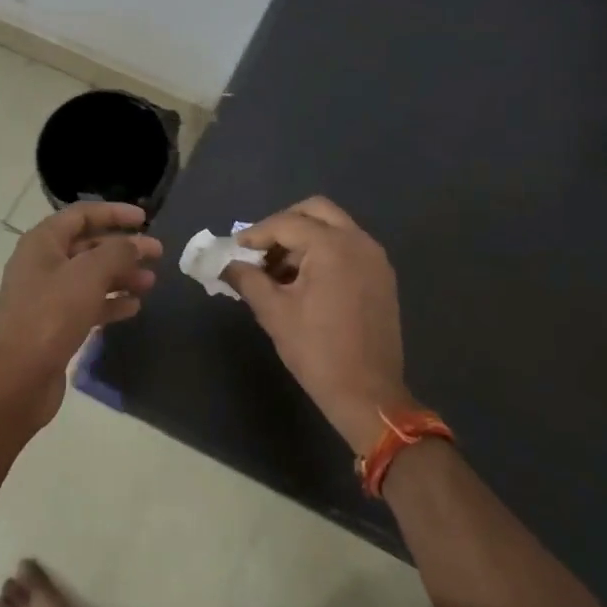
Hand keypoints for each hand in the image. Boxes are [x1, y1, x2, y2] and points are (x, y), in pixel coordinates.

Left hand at [0, 202, 161, 436]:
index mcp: (42, 243)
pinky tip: (133, 307)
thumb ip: (117, 252)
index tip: (144, 219)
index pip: (82, 215)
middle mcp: (42, 264)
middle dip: (123, 248)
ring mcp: (46, 296)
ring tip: (150, 282)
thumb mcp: (89, 275)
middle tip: (157, 253)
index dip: (114, 213)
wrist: (18, 379)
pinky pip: (87, 304)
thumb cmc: (51, 315)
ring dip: (120, 276)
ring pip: (90, 276)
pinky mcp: (53, 324)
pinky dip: (110, 302)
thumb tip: (135, 244)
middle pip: (88, 246)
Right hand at [225, 196, 413, 452]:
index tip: (235, 249)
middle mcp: (358, 242)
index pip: (286, 223)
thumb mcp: (274, 313)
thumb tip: (225, 265)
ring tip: (277, 271)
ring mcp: (375, 258)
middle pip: (316, 211)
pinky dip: (324, 252)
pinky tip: (304, 281)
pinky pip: (348, 247)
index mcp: (333, 246)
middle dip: (284, 224)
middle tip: (260, 249)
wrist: (369, 395)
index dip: (256, 234)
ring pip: (334, 228)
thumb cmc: (317, 352)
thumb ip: (247, 279)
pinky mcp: (381, 276)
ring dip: (304, 239)